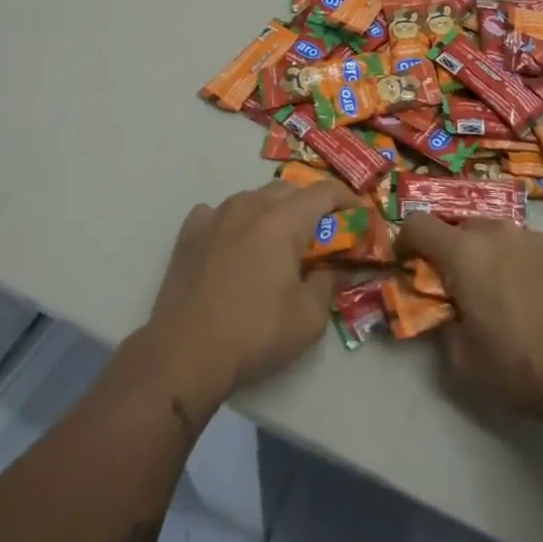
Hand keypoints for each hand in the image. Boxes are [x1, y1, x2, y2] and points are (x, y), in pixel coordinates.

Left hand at [141, 179, 358, 411]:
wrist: (184, 353)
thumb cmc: (255, 333)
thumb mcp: (309, 317)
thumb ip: (329, 283)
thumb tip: (336, 269)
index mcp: (283, 220)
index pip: (324, 191)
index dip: (347, 200)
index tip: (358, 218)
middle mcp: (249, 205)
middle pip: (289, 189)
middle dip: (310, 207)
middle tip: (320, 238)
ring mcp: (215, 214)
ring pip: (254, 198)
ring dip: (273, 213)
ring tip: (277, 244)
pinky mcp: (190, 231)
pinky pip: (221, 213)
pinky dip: (236, 223)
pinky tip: (235, 247)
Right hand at [394, 215, 542, 427]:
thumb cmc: (521, 366)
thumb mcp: (464, 361)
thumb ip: (444, 328)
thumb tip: (447, 314)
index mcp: (463, 252)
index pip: (418, 224)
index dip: (406, 240)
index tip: (408, 262)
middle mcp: (498, 232)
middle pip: (462, 227)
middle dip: (454, 251)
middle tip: (461, 286)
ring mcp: (538, 237)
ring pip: (502, 237)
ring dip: (494, 257)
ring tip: (508, 295)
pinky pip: (536, 250)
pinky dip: (530, 266)